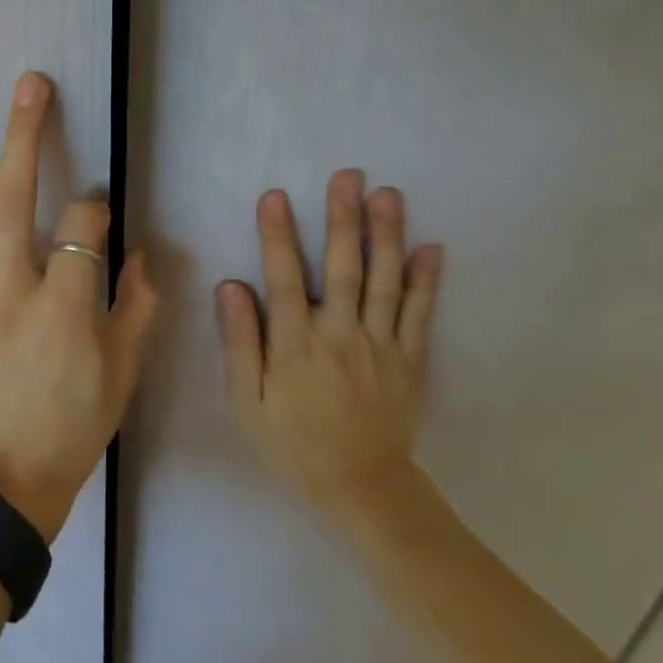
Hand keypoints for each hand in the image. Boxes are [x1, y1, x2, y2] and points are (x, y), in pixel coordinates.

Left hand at [0, 71, 157, 542]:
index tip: (100, 207)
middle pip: (15, 199)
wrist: (8, 481)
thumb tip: (143, 254)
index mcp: (65, 304)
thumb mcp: (124, 373)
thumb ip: (137, 307)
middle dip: (24, 136)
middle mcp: (12, 289)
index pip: (83, 224)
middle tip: (28, 86)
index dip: (95, 206)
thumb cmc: (75, 426)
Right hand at [218, 170, 442, 519]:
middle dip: (343, 219)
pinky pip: (420, 315)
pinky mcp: (410, 359)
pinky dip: (425, 281)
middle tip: (348, 175)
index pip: (284, 279)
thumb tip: (231, 287)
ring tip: (388, 194)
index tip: (276, 196)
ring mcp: (381, 346)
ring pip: (383, 281)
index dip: (279, 236)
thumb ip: (240, 343)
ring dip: (386, 235)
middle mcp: (340, 336)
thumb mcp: (246, 403)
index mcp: (295, 346)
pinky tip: (431, 248)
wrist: (360, 487)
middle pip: (342, 268)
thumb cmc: (292, 442)